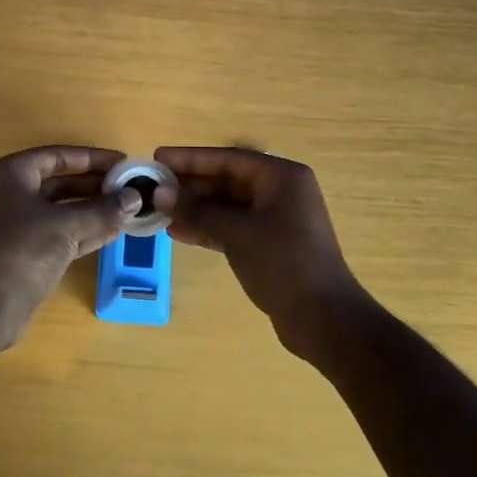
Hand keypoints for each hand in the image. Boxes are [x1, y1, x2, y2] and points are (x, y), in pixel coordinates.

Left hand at [0, 144, 146, 319]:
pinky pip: (60, 234)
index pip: (58, 156)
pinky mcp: (25, 253)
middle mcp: (11, 194)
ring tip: (128, 210)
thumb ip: (102, 209)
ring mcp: (16, 226)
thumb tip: (135, 198)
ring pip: (62, 210)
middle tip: (129, 188)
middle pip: (60, 182)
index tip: (122, 162)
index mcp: (11, 174)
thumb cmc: (22, 249)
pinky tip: (114, 232)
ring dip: (94, 210)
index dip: (92, 158)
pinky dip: (85, 232)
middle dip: (95, 186)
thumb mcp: (66, 224)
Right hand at [156, 146, 370, 359]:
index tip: (158, 157)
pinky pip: (233, 226)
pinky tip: (178, 232)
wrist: (324, 319)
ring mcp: (276, 219)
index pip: (228, 158)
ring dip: (196, 208)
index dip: (191, 158)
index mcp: (281, 177)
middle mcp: (280, 191)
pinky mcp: (270, 244)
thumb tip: (160, 193)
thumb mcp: (236, 232)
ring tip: (160, 210)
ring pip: (228, 205)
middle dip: (190, 185)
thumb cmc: (283, 263)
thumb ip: (197, 210)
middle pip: (227, 180)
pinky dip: (208, 228)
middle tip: (153, 186)